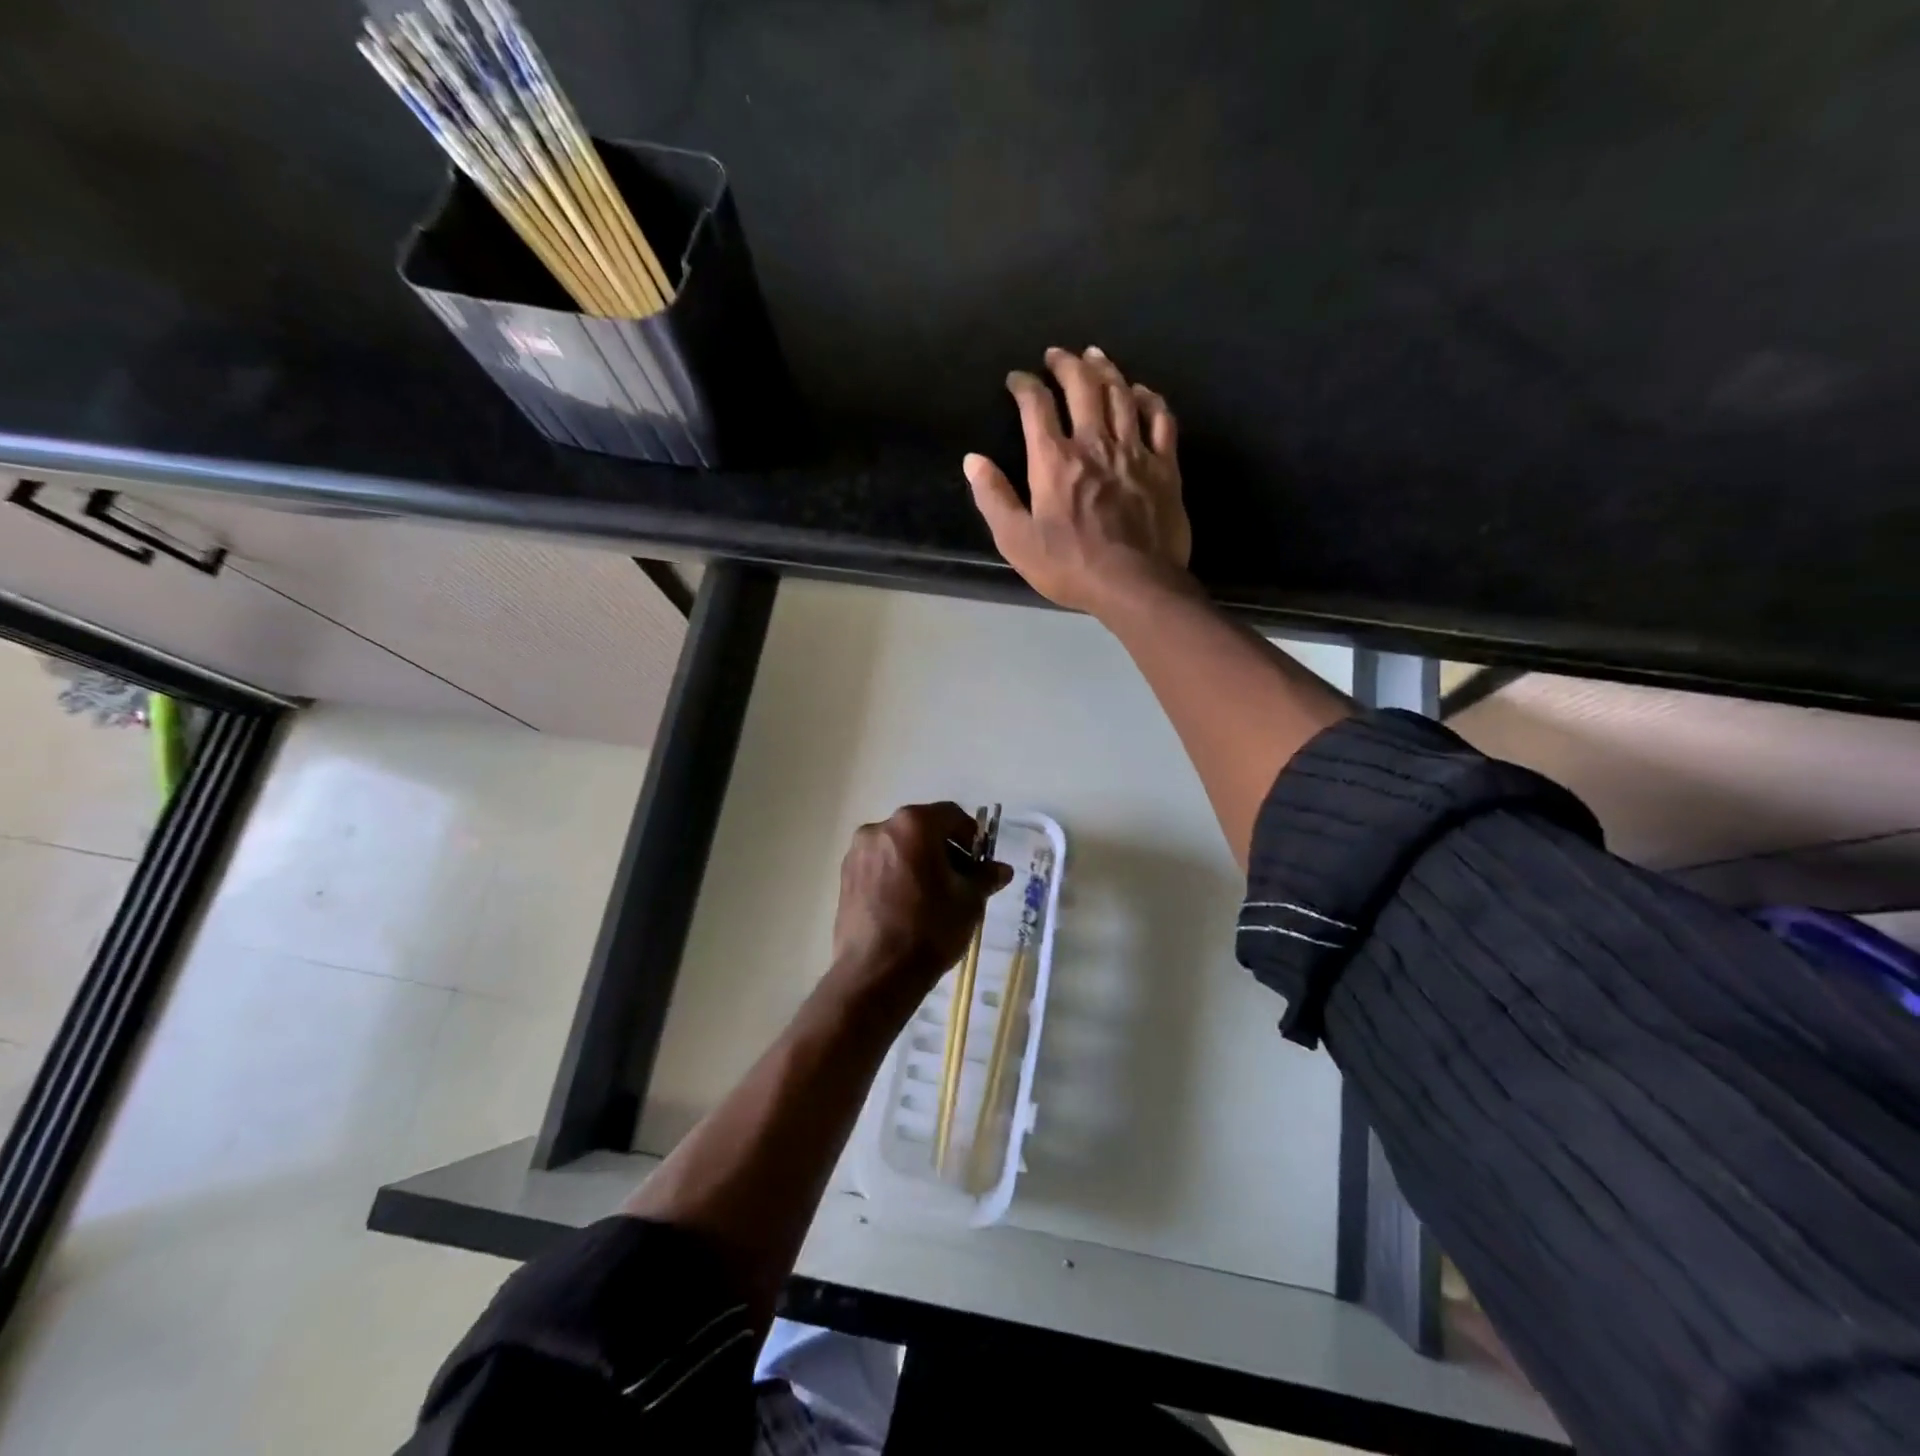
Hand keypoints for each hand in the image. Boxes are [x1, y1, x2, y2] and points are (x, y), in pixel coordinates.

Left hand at [829, 803, 1013, 1001]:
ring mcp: (858, 852)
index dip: (971, 836)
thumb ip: (985, 877)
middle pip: (922, 828)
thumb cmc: (930, 928)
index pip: (951, 815)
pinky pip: (880, 864)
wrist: (876, 973)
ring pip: (899, 846)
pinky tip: (907, 904)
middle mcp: (880, 828)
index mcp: (913, 824)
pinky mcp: (845, 876)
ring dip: (919, 861)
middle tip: (960, 880)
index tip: (979, 862)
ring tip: (933, 895)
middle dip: (944, 849)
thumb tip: (1000, 869)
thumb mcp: (969, 901)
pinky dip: (897, 874)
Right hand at [964, 346, 1193, 618]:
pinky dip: (1149, 399)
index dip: (1024, 386)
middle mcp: (1094, 443)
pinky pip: (1160, 419)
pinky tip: (1140, 391)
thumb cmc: (1070, 566)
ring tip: (1095, 355)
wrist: (1135, 585)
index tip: (1016, 380)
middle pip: (1082, 386)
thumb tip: (973, 460)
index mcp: (1054, 460)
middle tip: (1057, 354)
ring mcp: (1134, 451)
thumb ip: (994, 498)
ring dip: (1106, 369)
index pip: (1036, 406)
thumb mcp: (1017, 541)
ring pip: (1121, 394)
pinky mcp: (1165, 466)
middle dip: (1066, 363)